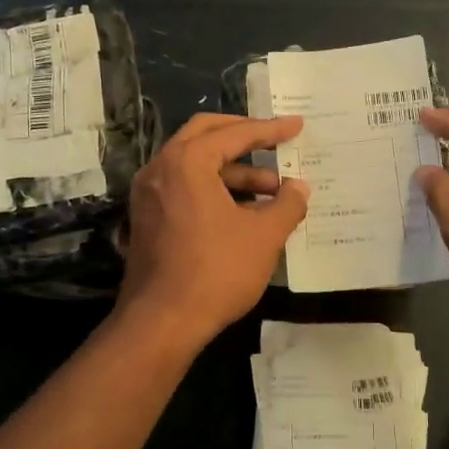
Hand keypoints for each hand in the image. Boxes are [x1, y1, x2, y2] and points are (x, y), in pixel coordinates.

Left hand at [118, 114, 309, 344]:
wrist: (161, 322)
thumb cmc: (216, 271)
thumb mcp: (264, 237)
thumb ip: (287, 205)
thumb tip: (300, 188)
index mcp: (187, 162)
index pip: (234, 134)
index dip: (270, 130)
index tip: (297, 126)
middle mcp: (161, 168)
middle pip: (206, 135)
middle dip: (244, 136)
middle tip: (275, 140)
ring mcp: (149, 193)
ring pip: (196, 165)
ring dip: (234, 171)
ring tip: (273, 191)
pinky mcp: (148, 217)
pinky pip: (185, 187)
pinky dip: (215, 189)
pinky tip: (246, 212)